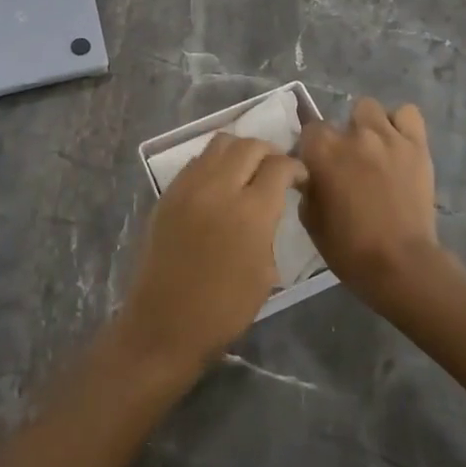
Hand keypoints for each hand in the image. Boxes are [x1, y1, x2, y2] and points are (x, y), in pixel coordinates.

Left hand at [117, 134, 305, 378]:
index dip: (296, 167)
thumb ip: (269, 227)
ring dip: (240, 150)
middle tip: (276, 170)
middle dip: (270, 152)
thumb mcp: (265, 272)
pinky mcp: (168, 192)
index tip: (300, 178)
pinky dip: (214, 162)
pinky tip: (219, 184)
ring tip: (247, 170)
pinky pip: (197, 161)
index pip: (280, 166)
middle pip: (250, 145)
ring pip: (220, 143)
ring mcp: (189, 186)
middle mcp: (219, 187)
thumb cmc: (224, 309)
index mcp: (251, 212)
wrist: (165, 323)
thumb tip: (268, 206)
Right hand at [298, 97, 445, 303]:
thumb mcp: (310, 219)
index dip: (312, 148)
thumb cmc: (348, 248)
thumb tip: (309, 173)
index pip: (309, 129)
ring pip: (370, 108)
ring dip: (368, 125)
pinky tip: (397, 143)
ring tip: (374, 148)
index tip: (317, 166)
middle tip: (348, 162)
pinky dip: (401, 124)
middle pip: (339, 118)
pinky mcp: (416, 144)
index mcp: (321, 150)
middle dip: (341, 137)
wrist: (399, 264)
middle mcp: (353, 134)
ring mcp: (387, 136)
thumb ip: (307, 186)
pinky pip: (408, 114)